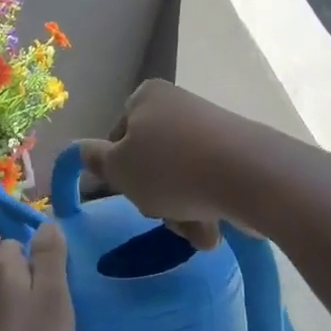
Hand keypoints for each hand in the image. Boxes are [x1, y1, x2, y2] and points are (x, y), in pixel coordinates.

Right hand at [74, 80, 252, 250]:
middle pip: (152, 159)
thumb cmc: (171, 168)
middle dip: (154, 195)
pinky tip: (214, 229)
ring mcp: (213, 128)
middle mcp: (179, 105)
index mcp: (147, 97)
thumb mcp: (119, 169)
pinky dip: (207, 207)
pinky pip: (211, 183)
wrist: (251, 175)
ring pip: (181, 177)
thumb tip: (80, 150)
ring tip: (195, 232)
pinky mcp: (240, 152)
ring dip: (181, 211)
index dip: (118, 169)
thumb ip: (95, 161)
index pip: (118, 136)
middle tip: (160, 214)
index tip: (127, 191)